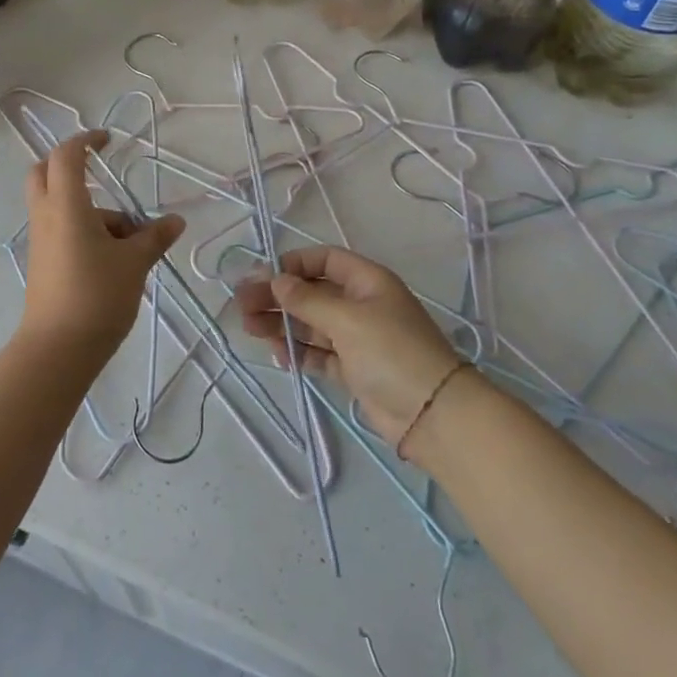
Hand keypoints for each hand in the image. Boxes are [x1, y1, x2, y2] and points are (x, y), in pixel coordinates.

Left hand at [21, 131, 184, 360]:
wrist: (57, 350)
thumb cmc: (96, 295)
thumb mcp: (134, 263)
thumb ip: (154, 237)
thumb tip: (176, 221)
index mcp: (66, 205)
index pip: (66, 155)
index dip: (85, 140)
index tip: (107, 141)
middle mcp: (47, 216)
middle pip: (45, 173)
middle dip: (70, 167)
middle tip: (101, 175)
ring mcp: (41, 241)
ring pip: (59, 206)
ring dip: (92, 210)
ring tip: (134, 242)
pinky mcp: (43, 263)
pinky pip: (61, 230)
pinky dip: (85, 231)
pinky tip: (117, 261)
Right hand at [237, 245, 465, 444]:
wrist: (434, 415)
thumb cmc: (392, 352)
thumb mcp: (347, 319)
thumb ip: (308, 300)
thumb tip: (277, 280)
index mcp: (367, 281)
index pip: (323, 261)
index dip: (293, 265)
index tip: (263, 277)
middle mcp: (361, 305)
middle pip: (312, 293)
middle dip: (278, 297)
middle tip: (242, 305)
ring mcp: (358, 339)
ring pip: (312, 324)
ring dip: (281, 323)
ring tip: (249, 328)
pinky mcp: (355, 370)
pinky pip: (319, 353)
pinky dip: (299, 351)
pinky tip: (276, 352)